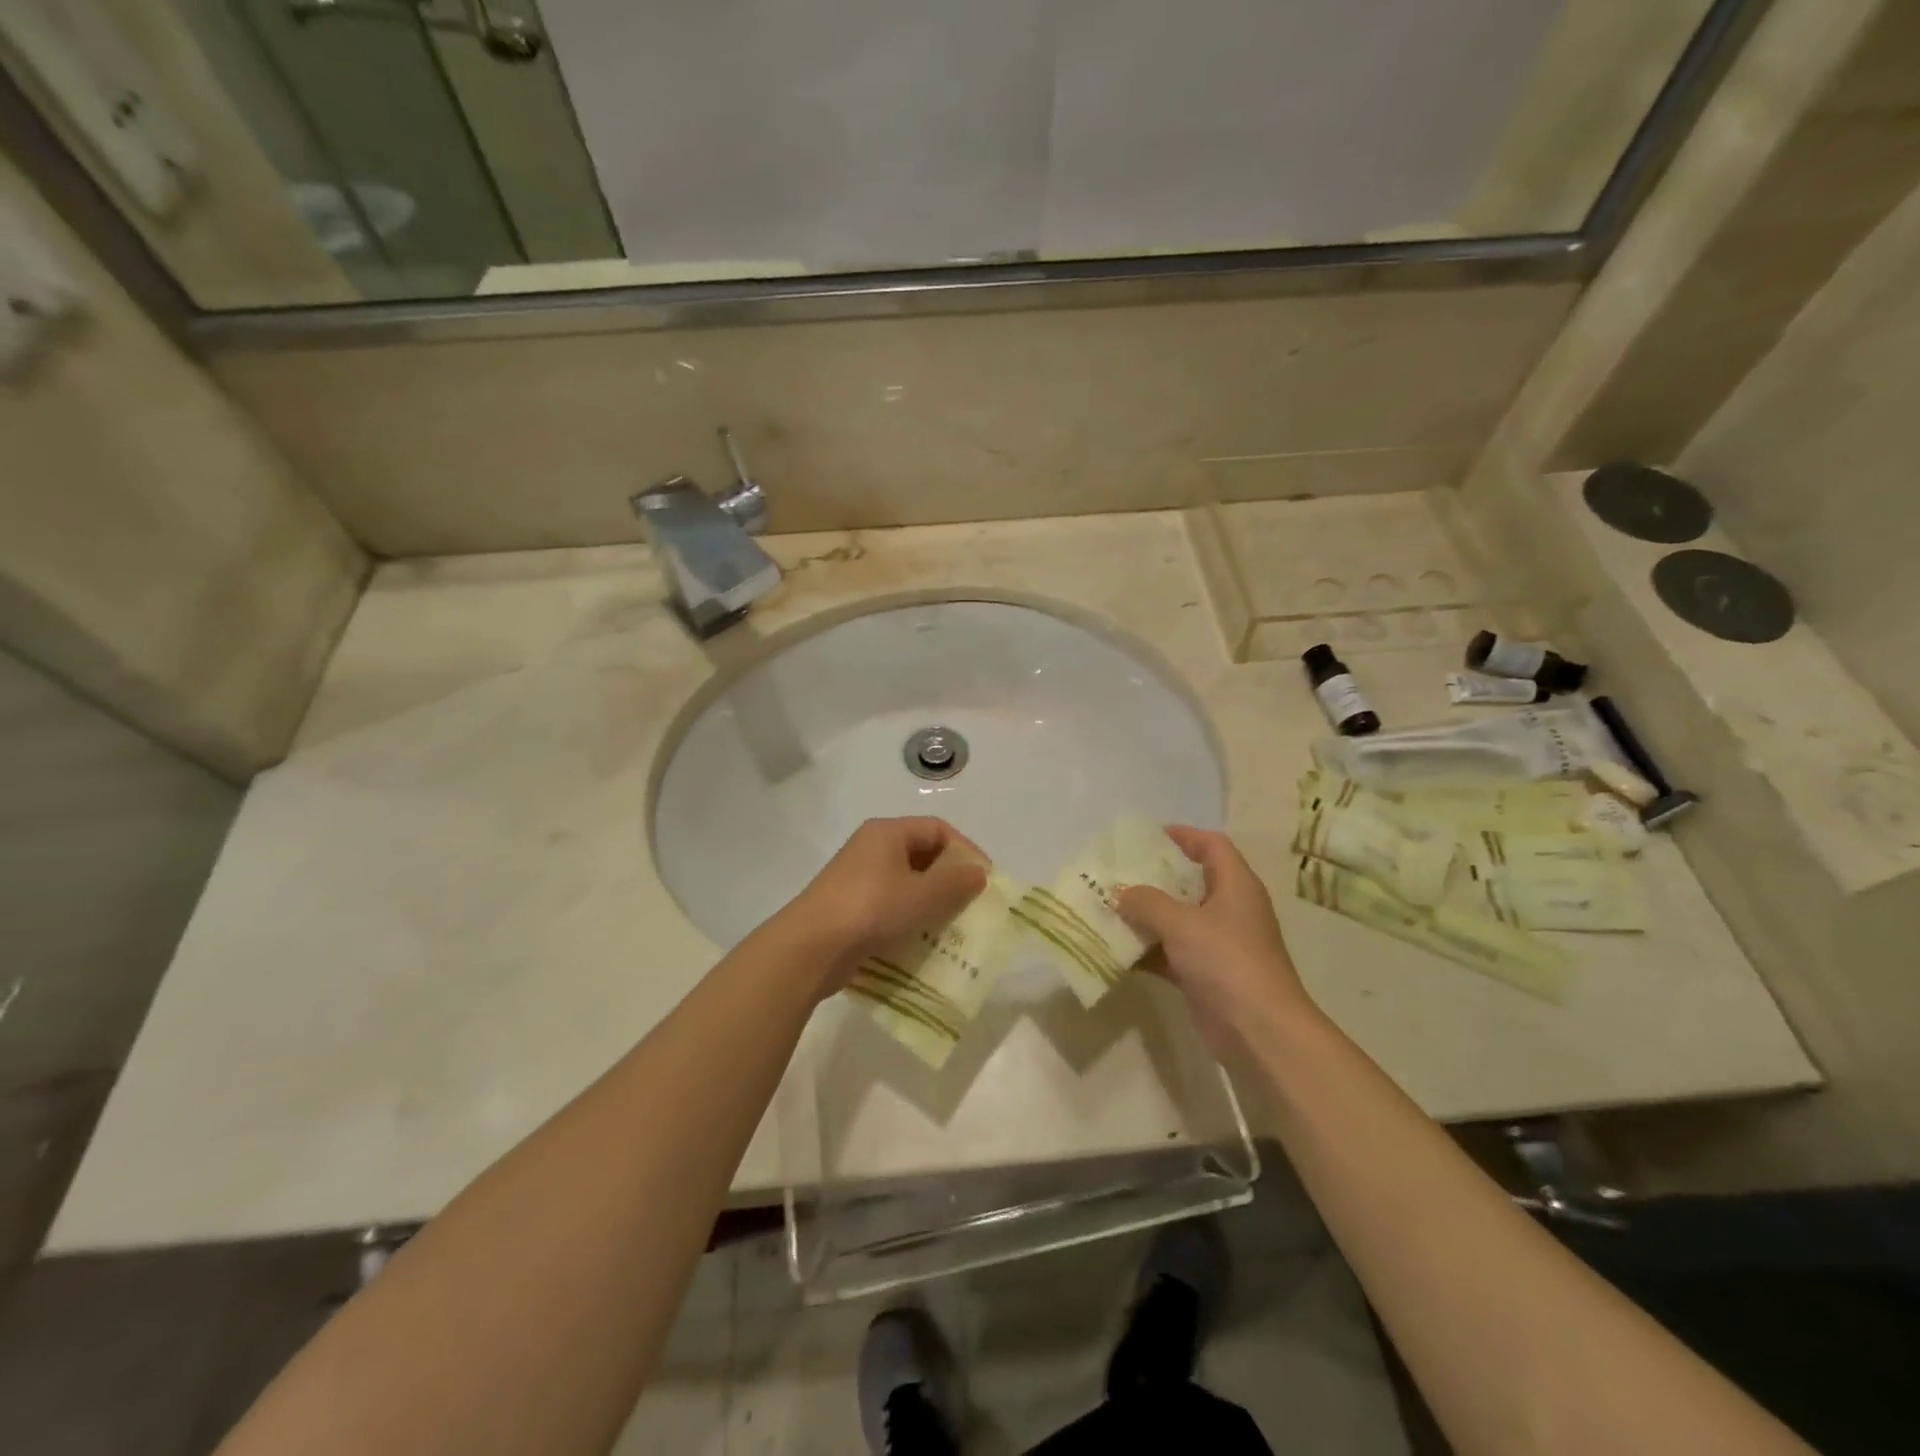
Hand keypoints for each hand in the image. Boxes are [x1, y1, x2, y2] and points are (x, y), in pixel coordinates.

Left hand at [775, 817, 988, 998]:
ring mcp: (857, 877)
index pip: (938, 829)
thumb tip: (978, 872)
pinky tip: (920, 939)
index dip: (965, 851)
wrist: (810, 948)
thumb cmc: (872, 910)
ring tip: (950, 925)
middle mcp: (871, 848)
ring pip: (906, 882)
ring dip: (931, 901)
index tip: (984, 879)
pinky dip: (909, 917)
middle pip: (922, 854)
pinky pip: (890, 904)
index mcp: (888, 832)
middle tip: (970, 904)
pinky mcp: (849, 906)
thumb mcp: (922, 895)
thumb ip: (956, 881)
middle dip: (949, 878)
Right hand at [1117, 826, 1312, 1052]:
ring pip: (1176, 919)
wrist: (1260, 1031)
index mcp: (1235, 885)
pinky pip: (1170, 952)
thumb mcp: (1182, 923)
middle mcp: (1229, 909)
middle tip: (1117, 872)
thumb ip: (1147, 902)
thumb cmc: (1227, 961)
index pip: (1212, 846)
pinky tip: (1115, 949)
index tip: (1147, 836)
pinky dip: (1147, 950)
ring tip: (1107, 907)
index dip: (1183, 835)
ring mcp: (1218, 944)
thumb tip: (1121, 893)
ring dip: (1145, 916)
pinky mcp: (1205, 974)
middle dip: (1154, 877)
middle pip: (1190, 881)